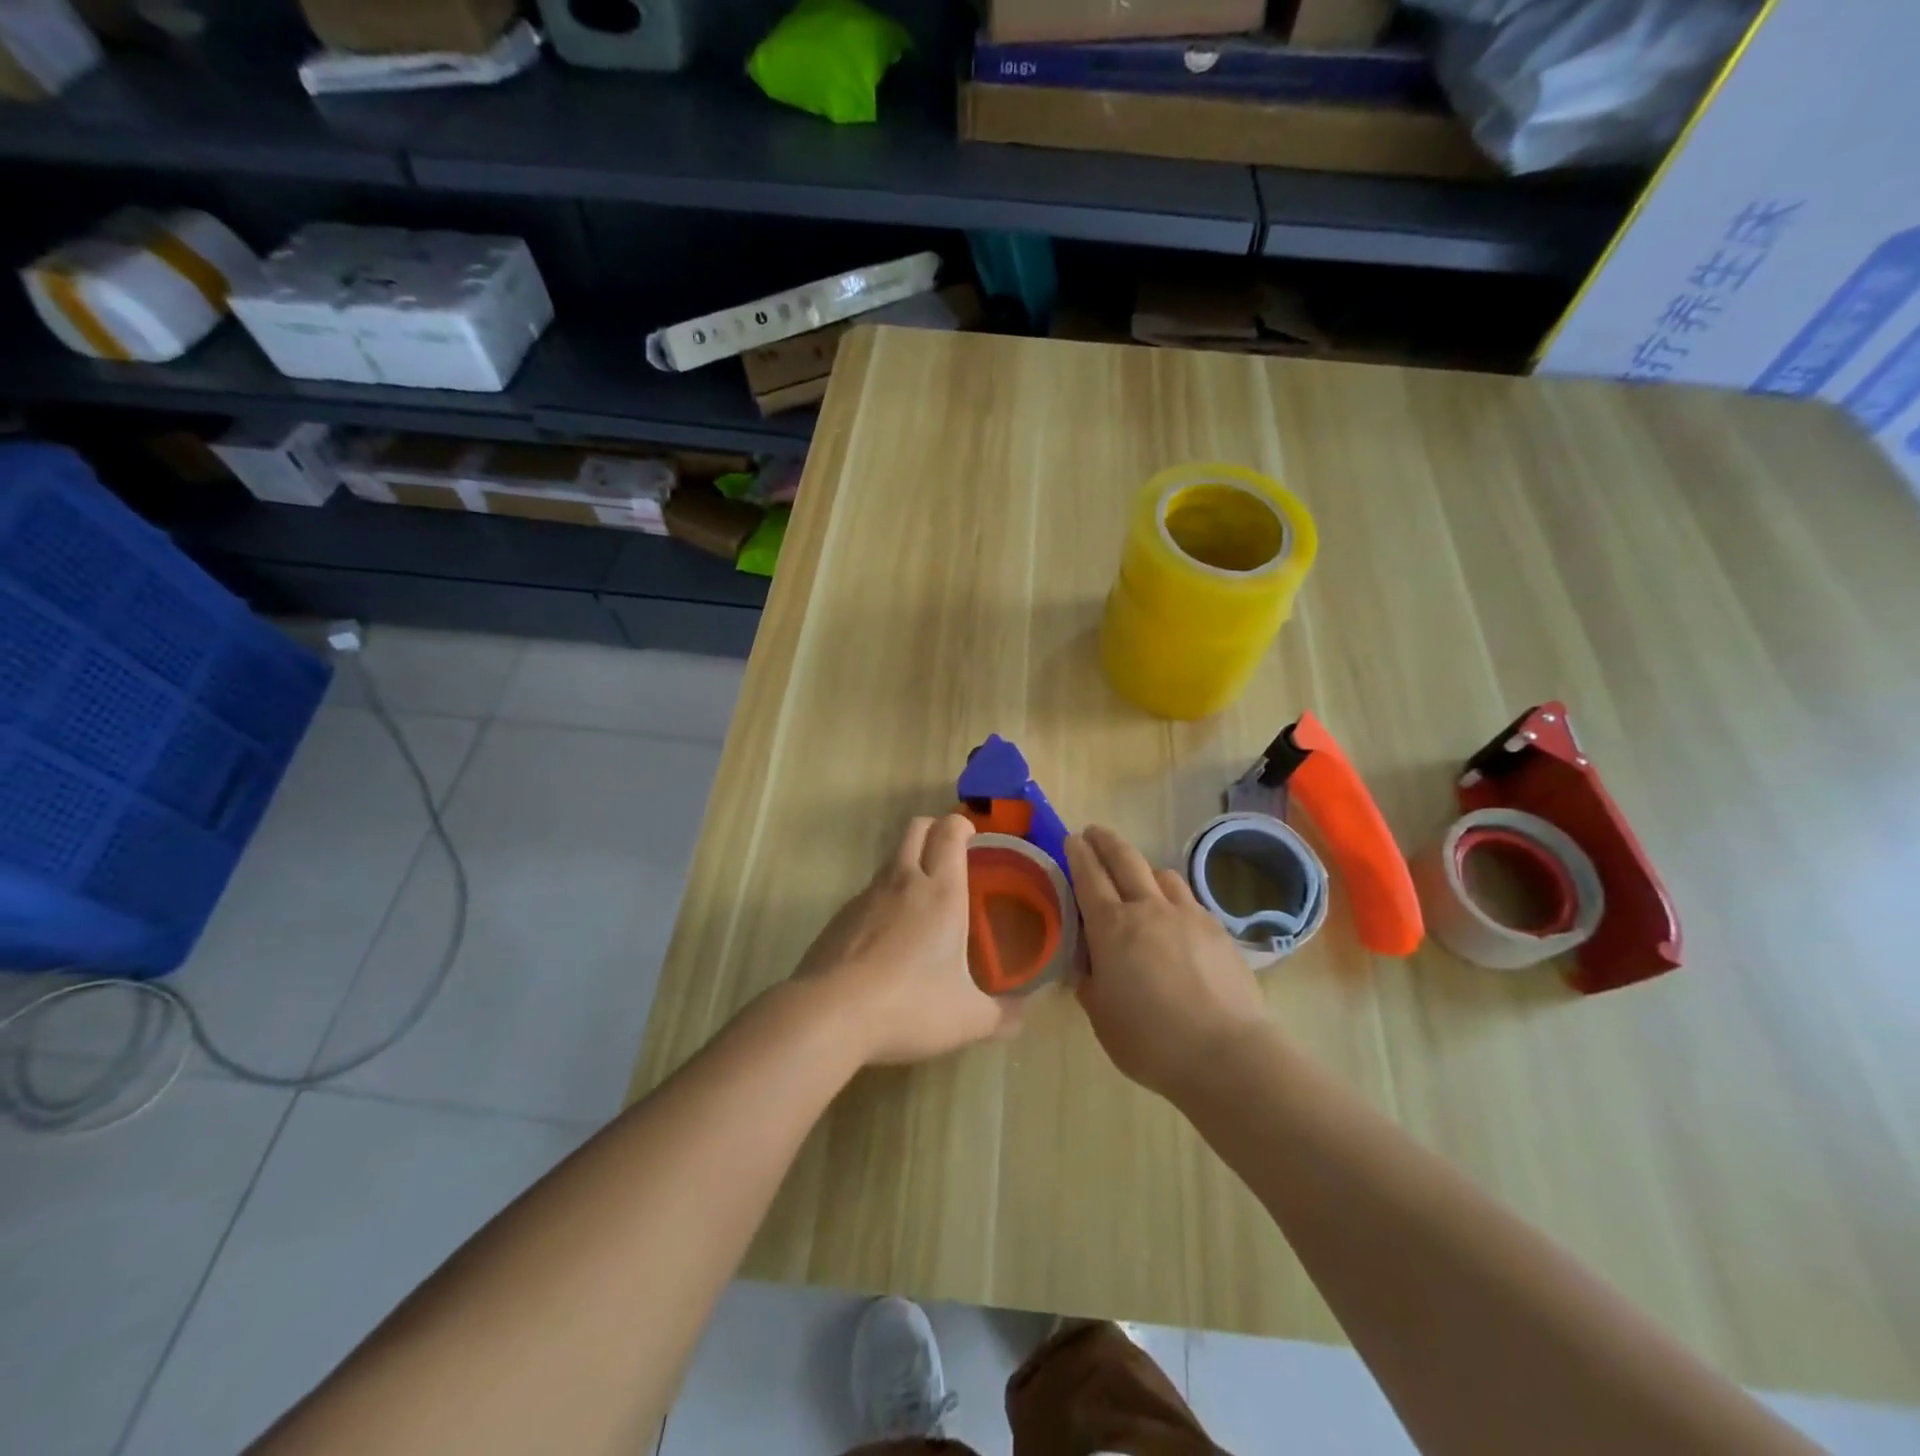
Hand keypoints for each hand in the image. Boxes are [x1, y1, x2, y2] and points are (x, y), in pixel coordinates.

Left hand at [794, 814, 1021, 1065]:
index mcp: (942, 893)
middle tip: (949, 854)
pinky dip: (883, 900)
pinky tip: (887, 938)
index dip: (961, 825)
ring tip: (922, 901)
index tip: (971, 836)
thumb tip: (1024, 1014)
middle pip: (916, 828)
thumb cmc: (910, 1007)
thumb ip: (1001, 1015)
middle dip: (934, 829)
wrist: (829, 1014)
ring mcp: (866, 896)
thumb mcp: (967, 1019)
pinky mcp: (840, 917)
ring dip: (908, 864)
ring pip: (890, 859)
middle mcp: (904, 882)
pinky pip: (868, 893)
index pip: (949, 833)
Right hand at [1067, 825, 1270, 1098]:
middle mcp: (1148, 909)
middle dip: (1106, 840)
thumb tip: (1090, 964)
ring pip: (1162, 874)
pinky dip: (1173, 897)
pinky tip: (1175, 918)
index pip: (1089, 876)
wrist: (1226, 1052)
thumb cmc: (1151, 1041)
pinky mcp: (1217, 928)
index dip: (1078, 854)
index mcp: (1112, 927)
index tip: (1072, 839)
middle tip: (1094, 832)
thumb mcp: (1102, 1015)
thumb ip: (1091, 981)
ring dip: (1143, 869)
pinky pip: (1188, 899)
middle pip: (1125, 859)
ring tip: (1138, 880)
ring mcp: (1187, 915)